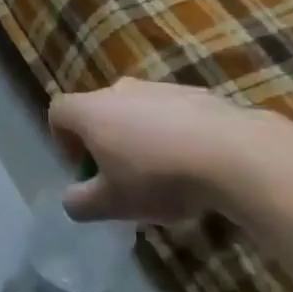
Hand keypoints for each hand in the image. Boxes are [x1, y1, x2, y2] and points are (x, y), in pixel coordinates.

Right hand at [48, 79, 281, 223]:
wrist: (234, 154)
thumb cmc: (158, 177)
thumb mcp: (112, 204)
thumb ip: (81, 203)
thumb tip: (72, 201)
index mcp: (90, 110)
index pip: (58, 112)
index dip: (63, 141)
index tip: (86, 171)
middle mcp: (120, 90)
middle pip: (100, 112)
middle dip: (106, 144)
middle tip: (125, 180)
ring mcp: (160, 88)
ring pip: (138, 112)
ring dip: (142, 139)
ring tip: (166, 176)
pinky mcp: (198, 93)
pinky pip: (174, 114)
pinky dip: (176, 134)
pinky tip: (197, 166)